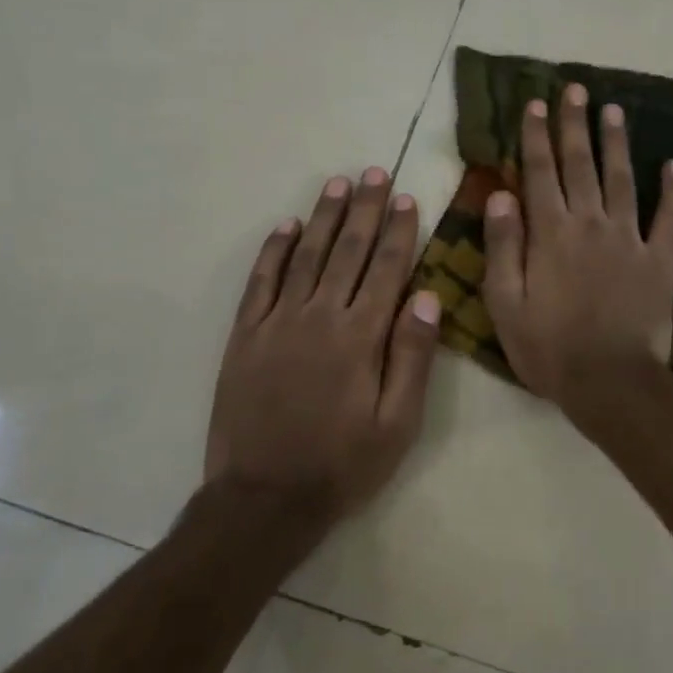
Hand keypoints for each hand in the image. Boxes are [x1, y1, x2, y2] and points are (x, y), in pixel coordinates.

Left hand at [205, 168, 440, 520]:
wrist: (263, 499)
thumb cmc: (342, 465)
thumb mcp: (397, 424)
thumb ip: (411, 357)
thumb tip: (426, 296)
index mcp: (361, 336)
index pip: (386, 269)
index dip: (399, 231)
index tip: (407, 198)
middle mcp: (319, 316)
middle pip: (348, 251)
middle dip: (365, 209)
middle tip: (375, 173)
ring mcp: (277, 322)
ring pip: (306, 256)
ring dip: (324, 217)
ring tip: (338, 184)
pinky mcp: (246, 335)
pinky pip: (261, 281)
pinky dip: (274, 250)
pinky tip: (286, 226)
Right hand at [481, 84, 672, 428]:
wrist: (611, 383)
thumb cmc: (548, 347)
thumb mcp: (505, 303)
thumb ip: (502, 246)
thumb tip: (499, 195)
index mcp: (550, 233)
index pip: (540, 172)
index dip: (537, 136)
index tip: (537, 103)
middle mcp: (590, 223)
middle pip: (581, 164)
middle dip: (576, 124)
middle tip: (576, 89)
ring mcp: (630, 239)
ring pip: (623, 179)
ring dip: (617, 143)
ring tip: (615, 109)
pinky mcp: (660, 260)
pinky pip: (670, 218)